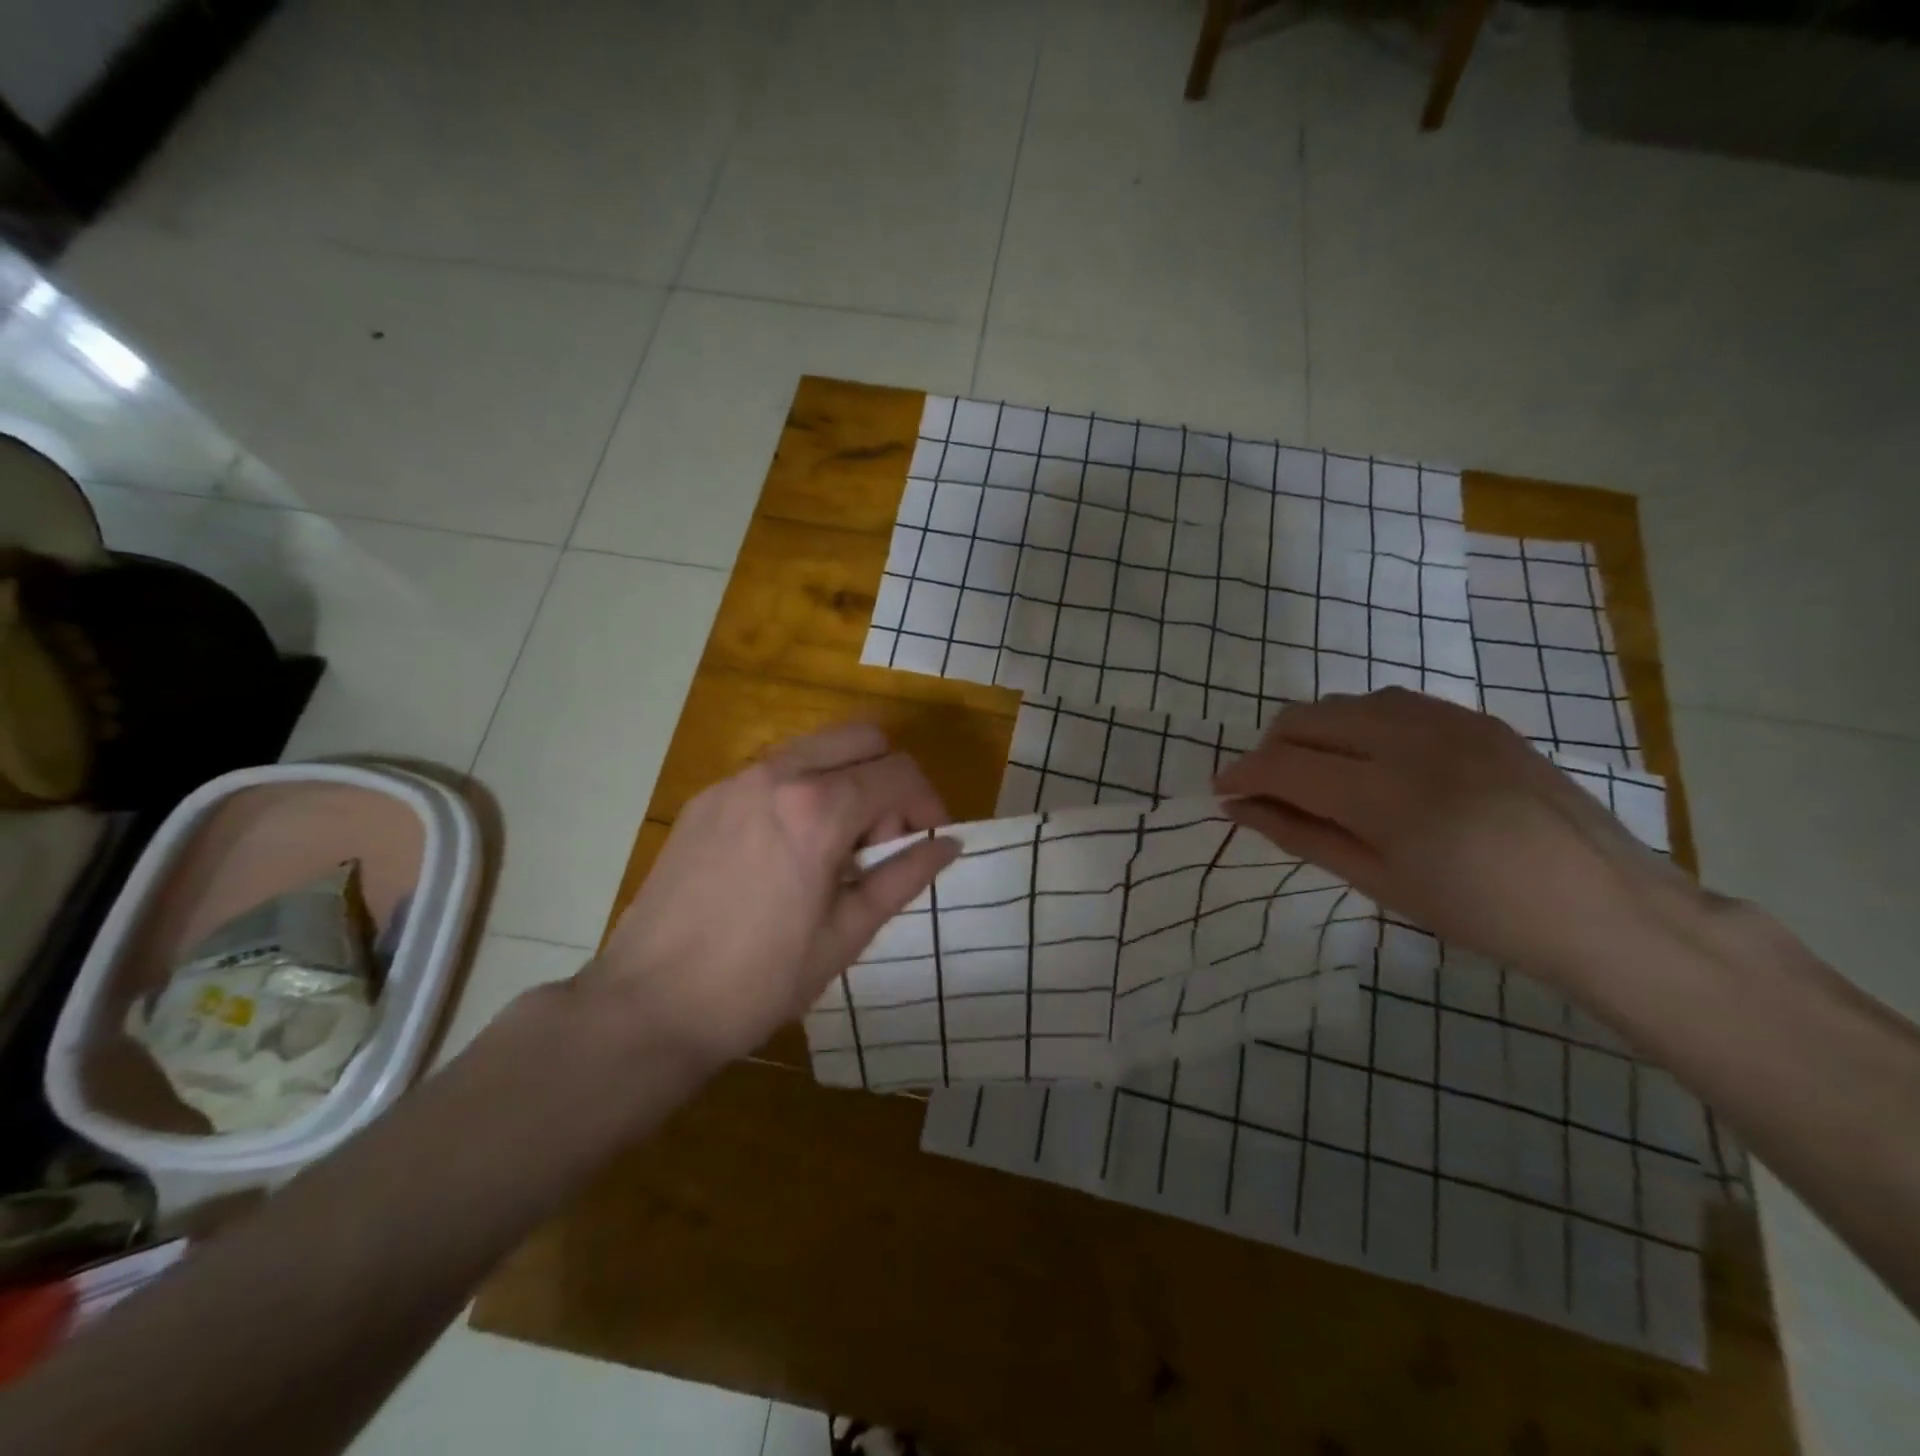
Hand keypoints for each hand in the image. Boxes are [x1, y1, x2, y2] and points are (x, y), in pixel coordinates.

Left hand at [585, 725, 958, 1064]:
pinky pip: (775, 770)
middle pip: (862, 738)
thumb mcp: (846, 934)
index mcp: (818, 809)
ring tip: (838, 845)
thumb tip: (949, 844)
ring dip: (847, 778)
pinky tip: (790, 848)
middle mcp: (777, 774)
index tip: (928, 841)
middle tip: (883, 840)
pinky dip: (804, 789)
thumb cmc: (758, 981)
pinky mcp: (707, 798)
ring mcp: (735, 781)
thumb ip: (904, 877)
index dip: (928, 802)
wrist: (648, 1006)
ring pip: (817, 747)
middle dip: (889, 778)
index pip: (899, 773)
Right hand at [1213, 688, 1706, 987]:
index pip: (1283, 765)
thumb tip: (1237, 809)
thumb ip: (1300, 835)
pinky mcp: (1474, 716)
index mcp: (1385, 794)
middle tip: (1268, 792)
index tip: (1221, 793)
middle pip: (1304, 719)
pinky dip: (1357, 723)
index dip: (1241, 776)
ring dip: (1312, 733)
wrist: (1604, 905)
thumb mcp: (1378, 882)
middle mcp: (1409, 739)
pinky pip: (1389, 701)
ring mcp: (1447, 720)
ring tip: (1318, 776)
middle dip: (1270, 751)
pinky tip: (1370, 759)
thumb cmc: (1481, 913)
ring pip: (1342, 703)